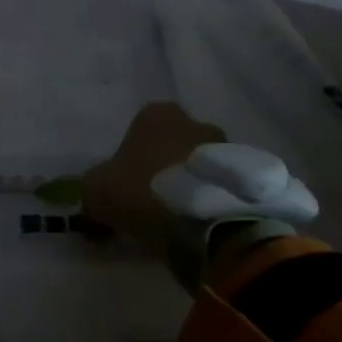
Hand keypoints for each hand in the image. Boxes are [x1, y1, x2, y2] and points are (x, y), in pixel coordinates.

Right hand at [82, 102, 226, 249]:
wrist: (205, 221)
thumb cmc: (142, 192)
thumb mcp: (96, 192)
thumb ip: (92, 193)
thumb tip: (93, 208)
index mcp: (156, 115)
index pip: (136, 133)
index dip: (127, 164)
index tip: (123, 192)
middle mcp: (194, 122)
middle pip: (171, 148)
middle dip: (161, 173)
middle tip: (150, 207)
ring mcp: (227, 147)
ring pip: (198, 168)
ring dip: (188, 188)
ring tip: (179, 222)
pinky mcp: (248, 176)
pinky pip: (221, 188)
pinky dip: (211, 202)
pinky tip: (201, 227)